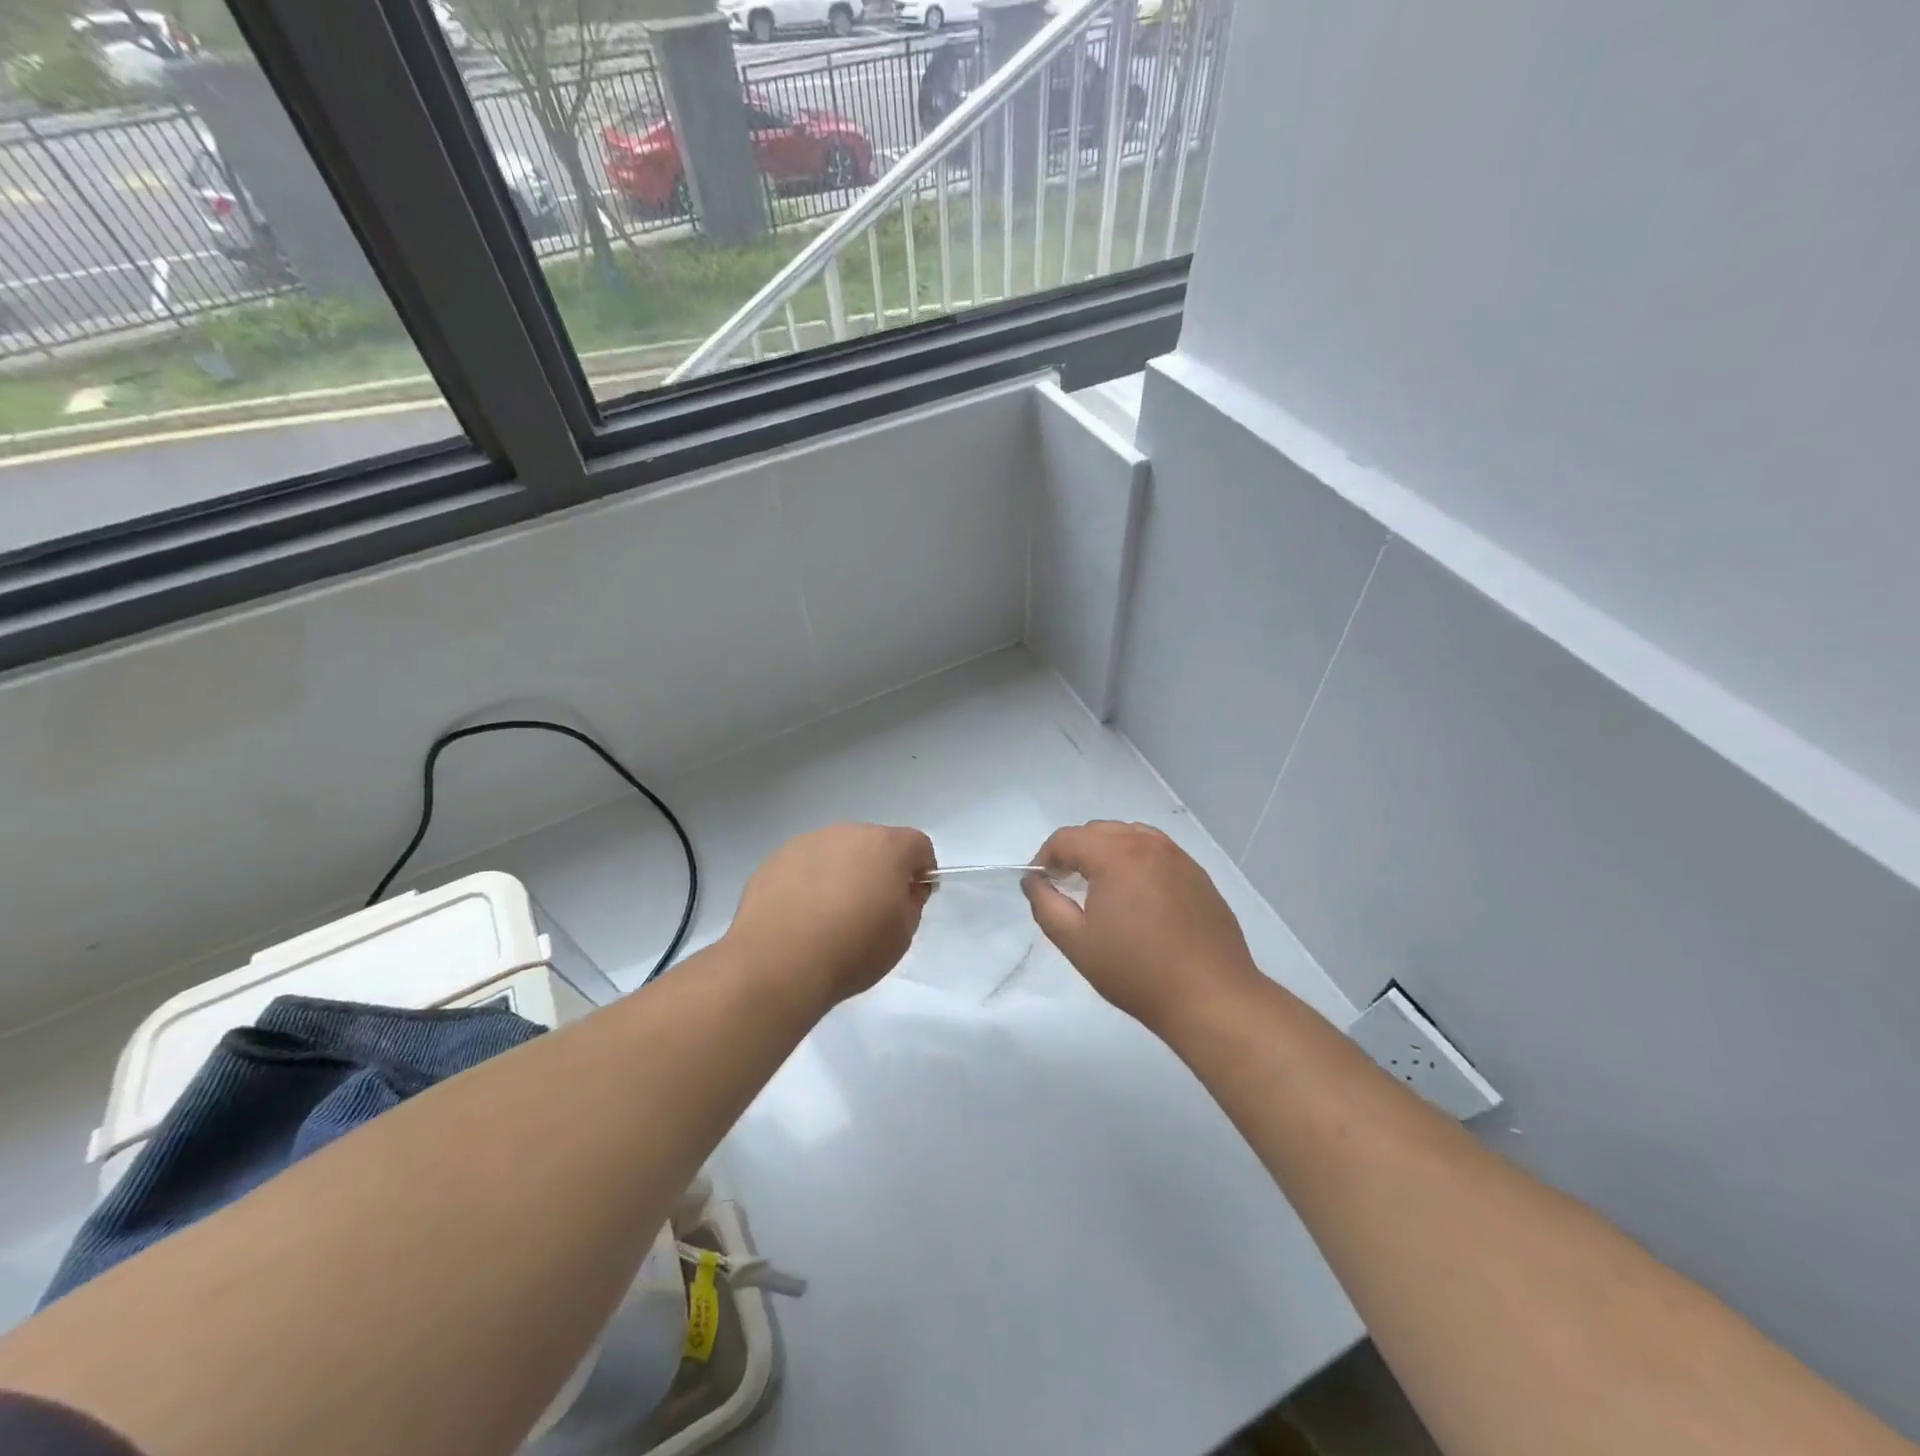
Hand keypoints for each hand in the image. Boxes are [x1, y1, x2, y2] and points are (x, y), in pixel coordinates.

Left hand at [726, 823, 935, 1006]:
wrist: (777, 963)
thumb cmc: (852, 949)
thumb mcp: (902, 935)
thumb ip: (911, 903)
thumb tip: (903, 889)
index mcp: (887, 847)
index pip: (918, 845)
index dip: (921, 870)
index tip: (913, 898)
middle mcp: (848, 833)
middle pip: (875, 844)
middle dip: (880, 869)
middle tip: (871, 910)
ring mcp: (807, 843)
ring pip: (836, 852)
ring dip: (842, 873)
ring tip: (829, 916)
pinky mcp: (775, 859)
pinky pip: (804, 866)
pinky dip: (809, 883)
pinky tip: (800, 917)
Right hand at [1023, 820, 1260, 1034]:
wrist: (1210, 996)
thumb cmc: (1136, 970)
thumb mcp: (1076, 942)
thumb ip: (1045, 905)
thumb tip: (1033, 881)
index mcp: (1116, 854)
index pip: (1067, 838)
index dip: (1045, 857)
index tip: (1041, 883)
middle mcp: (1148, 844)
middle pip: (1099, 831)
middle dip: (1075, 851)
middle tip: (1065, 885)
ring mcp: (1178, 857)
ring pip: (1130, 836)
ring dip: (1107, 852)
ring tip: (1100, 887)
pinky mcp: (1198, 875)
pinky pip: (1157, 853)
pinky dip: (1137, 862)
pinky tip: (1137, 897)